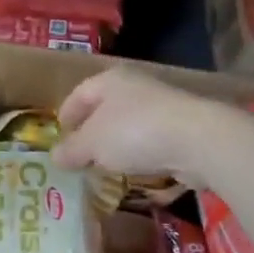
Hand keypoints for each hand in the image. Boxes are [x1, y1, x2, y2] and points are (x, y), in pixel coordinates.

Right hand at [53, 68, 223, 185]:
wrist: (199, 141)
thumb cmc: (134, 132)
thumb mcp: (92, 144)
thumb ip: (72, 150)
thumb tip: (55, 156)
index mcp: (111, 80)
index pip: (79, 93)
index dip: (66, 114)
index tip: (59, 135)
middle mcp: (136, 87)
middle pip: (105, 109)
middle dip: (91, 132)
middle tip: (79, 155)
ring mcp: (163, 108)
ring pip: (129, 126)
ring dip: (116, 146)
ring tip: (105, 168)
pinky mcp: (183, 130)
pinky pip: (152, 142)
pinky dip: (141, 155)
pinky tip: (135, 172)